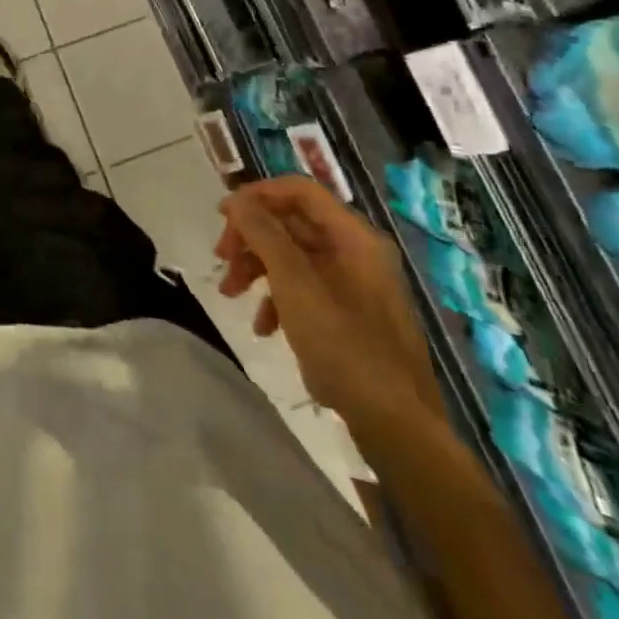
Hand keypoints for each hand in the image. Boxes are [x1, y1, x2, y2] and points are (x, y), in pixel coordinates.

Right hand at [216, 176, 439, 423]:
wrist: (398, 427)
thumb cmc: (345, 345)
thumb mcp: (295, 284)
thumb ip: (263, 234)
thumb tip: (236, 199)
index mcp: (352, 237)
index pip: (299, 190)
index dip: (257, 195)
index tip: (223, 217)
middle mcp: (356, 253)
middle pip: (291, 223)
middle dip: (250, 238)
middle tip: (220, 259)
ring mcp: (354, 285)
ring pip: (292, 257)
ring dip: (256, 268)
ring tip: (230, 294)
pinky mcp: (349, 315)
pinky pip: (304, 288)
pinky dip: (277, 298)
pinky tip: (263, 327)